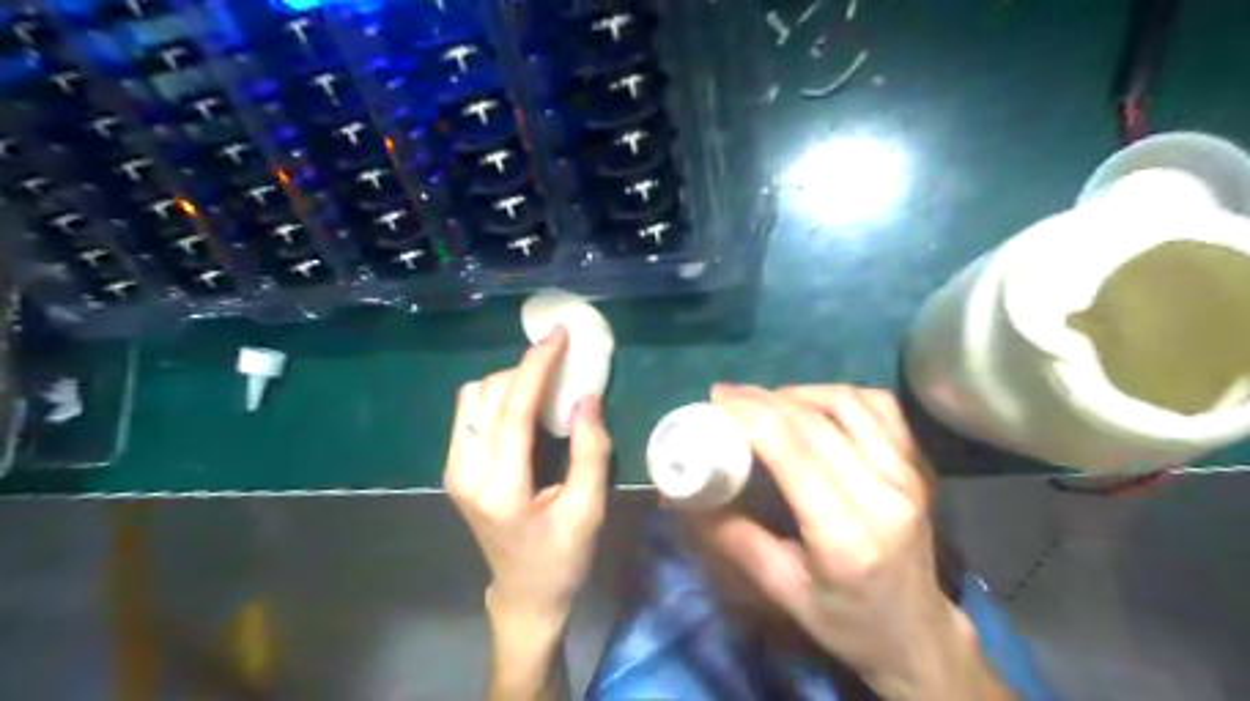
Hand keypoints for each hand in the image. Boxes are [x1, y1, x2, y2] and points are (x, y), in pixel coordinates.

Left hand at [441, 325, 613, 620]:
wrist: (524, 593)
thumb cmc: (562, 557)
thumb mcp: (588, 508)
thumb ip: (590, 451)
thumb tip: (586, 396)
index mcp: (499, 486)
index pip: (513, 408)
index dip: (537, 365)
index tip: (558, 334)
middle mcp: (465, 472)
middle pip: (489, 394)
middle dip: (525, 369)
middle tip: (562, 362)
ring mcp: (454, 469)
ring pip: (473, 398)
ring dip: (509, 381)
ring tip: (544, 383)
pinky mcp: (454, 468)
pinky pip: (470, 412)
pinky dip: (497, 396)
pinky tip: (523, 404)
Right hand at [700, 386, 1009, 698]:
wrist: (918, 633)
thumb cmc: (847, 621)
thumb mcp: (782, 590)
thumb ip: (734, 538)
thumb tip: (686, 498)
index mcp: (846, 535)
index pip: (793, 451)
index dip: (751, 414)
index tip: (717, 398)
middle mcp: (883, 494)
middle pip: (816, 422)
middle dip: (764, 400)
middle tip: (729, 397)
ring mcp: (907, 475)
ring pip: (849, 404)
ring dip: (800, 392)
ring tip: (767, 401)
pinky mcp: (917, 465)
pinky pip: (880, 407)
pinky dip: (840, 395)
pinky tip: (814, 405)